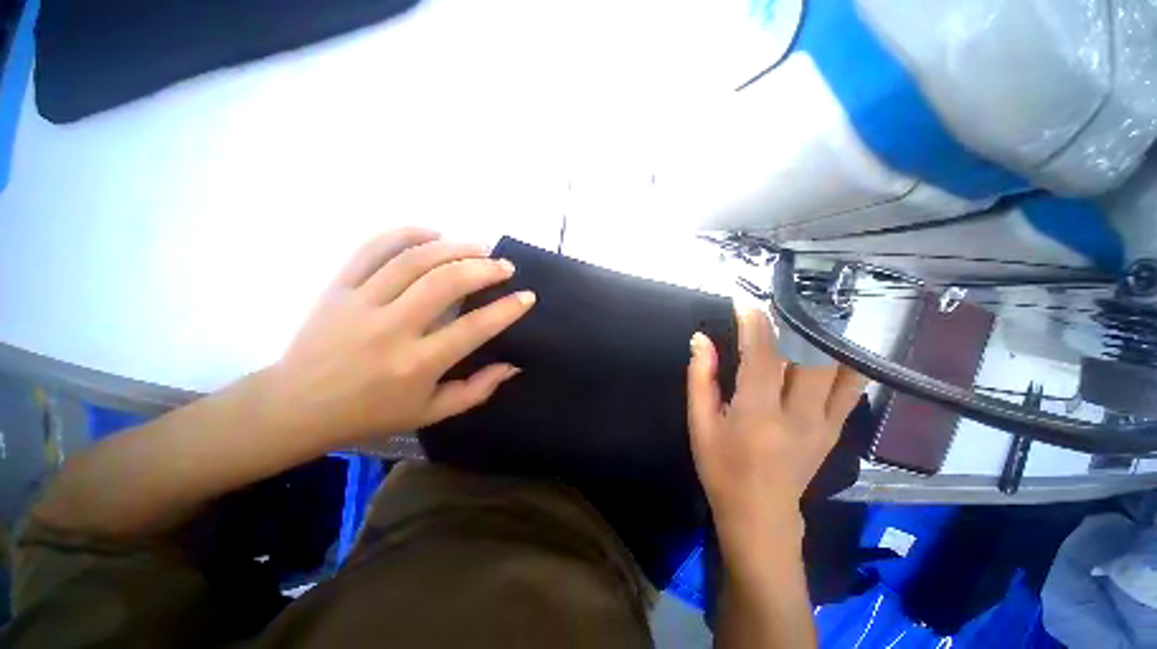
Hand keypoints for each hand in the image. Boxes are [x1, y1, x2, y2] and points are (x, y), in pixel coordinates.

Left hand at [264, 228, 534, 445]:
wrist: (296, 406)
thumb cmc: (370, 413)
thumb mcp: (430, 412)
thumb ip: (477, 390)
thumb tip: (513, 365)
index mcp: (416, 364)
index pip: (474, 328)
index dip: (507, 309)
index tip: (527, 296)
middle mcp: (391, 328)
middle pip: (446, 282)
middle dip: (485, 269)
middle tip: (505, 266)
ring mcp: (361, 302)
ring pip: (414, 259)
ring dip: (454, 247)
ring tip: (479, 247)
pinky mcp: (338, 287)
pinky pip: (373, 248)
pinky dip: (406, 233)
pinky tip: (433, 233)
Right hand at [687, 309, 865, 540]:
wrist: (760, 513)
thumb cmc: (721, 467)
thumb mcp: (699, 423)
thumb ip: (700, 377)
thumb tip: (700, 339)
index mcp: (757, 414)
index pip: (761, 355)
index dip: (754, 323)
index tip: (745, 302)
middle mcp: (798, 415)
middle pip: (808, 356)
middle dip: (791, 324)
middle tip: (775, 307)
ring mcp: (824, 424)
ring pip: (838, 369)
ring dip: (823, 339)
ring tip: (807, 320)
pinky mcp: (836, 431)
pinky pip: (851, 389)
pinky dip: (844, 363)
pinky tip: (831, 349)